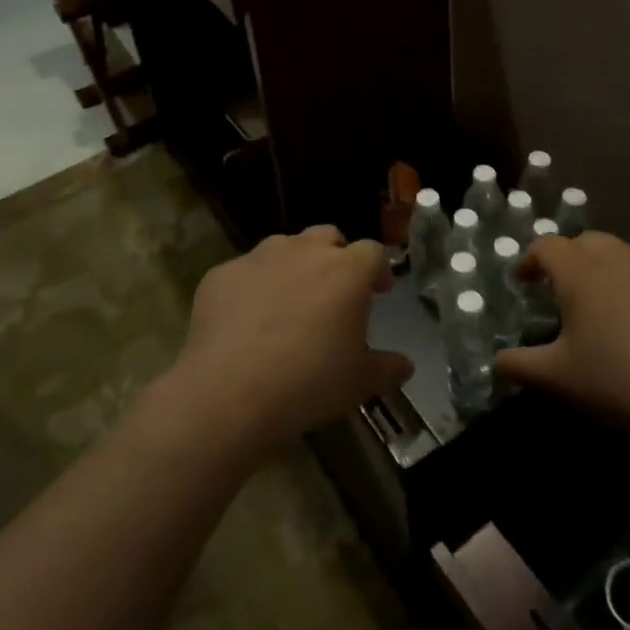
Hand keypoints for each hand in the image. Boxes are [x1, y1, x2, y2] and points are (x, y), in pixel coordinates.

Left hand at [168, 227, 411, 457]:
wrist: (230, 391)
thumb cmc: (308, 382)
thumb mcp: (359, 382)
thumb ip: (387, 368)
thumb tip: (406, 366)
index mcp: (346, 270)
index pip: (372, 252)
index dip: (378, 270)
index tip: (379, 292)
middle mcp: (304, 251)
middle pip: (327, 237)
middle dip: (335, 257)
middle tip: (334, 291)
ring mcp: (259, 257)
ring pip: (284, 247)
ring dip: (293, 265)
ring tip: (288, 302)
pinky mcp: (222, 273)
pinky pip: (245, 272)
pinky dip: (252, 287)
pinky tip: (246, 321)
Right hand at [495, 232, 629, 446]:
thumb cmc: (619, 380)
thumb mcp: (560, 377)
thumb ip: (521, 366)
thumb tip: (496, 363)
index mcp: (580, 269)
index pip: (546, 247)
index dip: (530, 261)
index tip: (522, 281)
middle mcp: (617, 257)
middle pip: (584, 242)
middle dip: (566, 259)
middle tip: (557, 290)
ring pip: (618, 254)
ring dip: (600, 269)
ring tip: (595, 304)